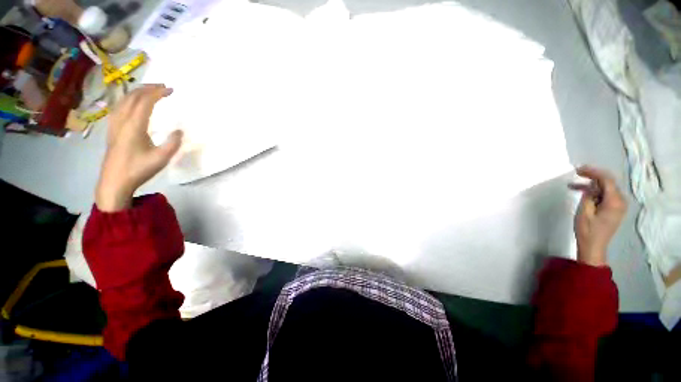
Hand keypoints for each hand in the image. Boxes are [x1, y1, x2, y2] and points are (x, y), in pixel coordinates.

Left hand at [95, 84, 181, 211]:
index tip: (171, 90)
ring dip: (137, 92)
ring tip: (150, 91)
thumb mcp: (161, 158)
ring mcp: (114, 124)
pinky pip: (119, 107)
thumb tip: (179, 130)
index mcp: (134, 126)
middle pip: (133, 97)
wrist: (114, 181)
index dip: (158, 93)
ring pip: (124, 100)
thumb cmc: (138, 169)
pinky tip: (133, 103)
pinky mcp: (112, 129)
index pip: (145, 102)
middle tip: (163, 87)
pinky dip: (128, 100)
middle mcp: (122, 120)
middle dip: (148, 88)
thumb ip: (172, 143)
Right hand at [568, 166, 626, 266]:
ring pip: (606, 188)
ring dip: (591, 185)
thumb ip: (589, 195)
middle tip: (577, 173)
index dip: (593, 172)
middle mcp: (621, 201)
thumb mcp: (585, 211)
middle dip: (593, 176)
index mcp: (615, 201)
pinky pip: (606, 195)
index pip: (607, 179)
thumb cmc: (587, 230)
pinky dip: (594, 192)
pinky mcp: (614, 209)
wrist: (593, 247)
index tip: (578, 169)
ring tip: (574, 185)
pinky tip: (583, 192)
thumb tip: (591, 184)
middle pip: (608, 182)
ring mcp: (619, 205)